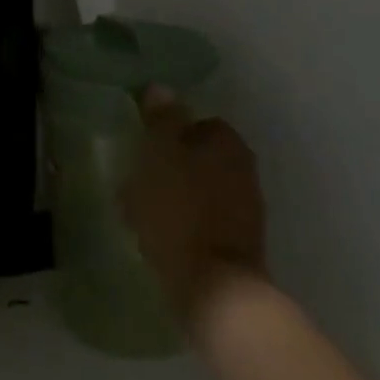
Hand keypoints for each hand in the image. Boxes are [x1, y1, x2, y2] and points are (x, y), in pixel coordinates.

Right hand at [120, 87, 268, 331]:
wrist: (215, 290)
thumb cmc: (180, 211)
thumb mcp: (159, 155)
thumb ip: (161, 120)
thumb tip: (161, 89)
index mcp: (228, 144)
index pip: (197, 123)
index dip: (168, 133)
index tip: (142, 148)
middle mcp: (244, 171)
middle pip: (197, 157)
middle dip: (168, 166)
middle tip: (135, 179)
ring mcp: (245, 211)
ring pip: (197, 190)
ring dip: (171, 196)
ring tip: (137, 212)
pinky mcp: (237, 246)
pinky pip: (200, 221)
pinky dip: (180, 224)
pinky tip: (155, 237)